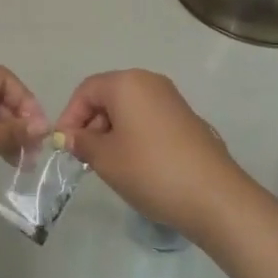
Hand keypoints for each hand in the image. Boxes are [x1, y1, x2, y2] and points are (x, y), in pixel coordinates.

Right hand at [55, 70, 250, 240]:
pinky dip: (134, 135)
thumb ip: (82, 142)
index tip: (64, 146)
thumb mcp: (105, 158)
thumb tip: (68, 136)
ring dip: (112, 131)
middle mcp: (150, 82)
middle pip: (108, 96)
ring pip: (129, 108)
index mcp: (127, 83)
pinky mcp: (186, 118)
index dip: (70, 116)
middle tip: (84, 157)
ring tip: (108, 164)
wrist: (213, 195)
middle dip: (91, 124)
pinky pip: (148, 118)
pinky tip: (135, 164)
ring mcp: (171, 99)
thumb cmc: (150, 170)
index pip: (86, 90)